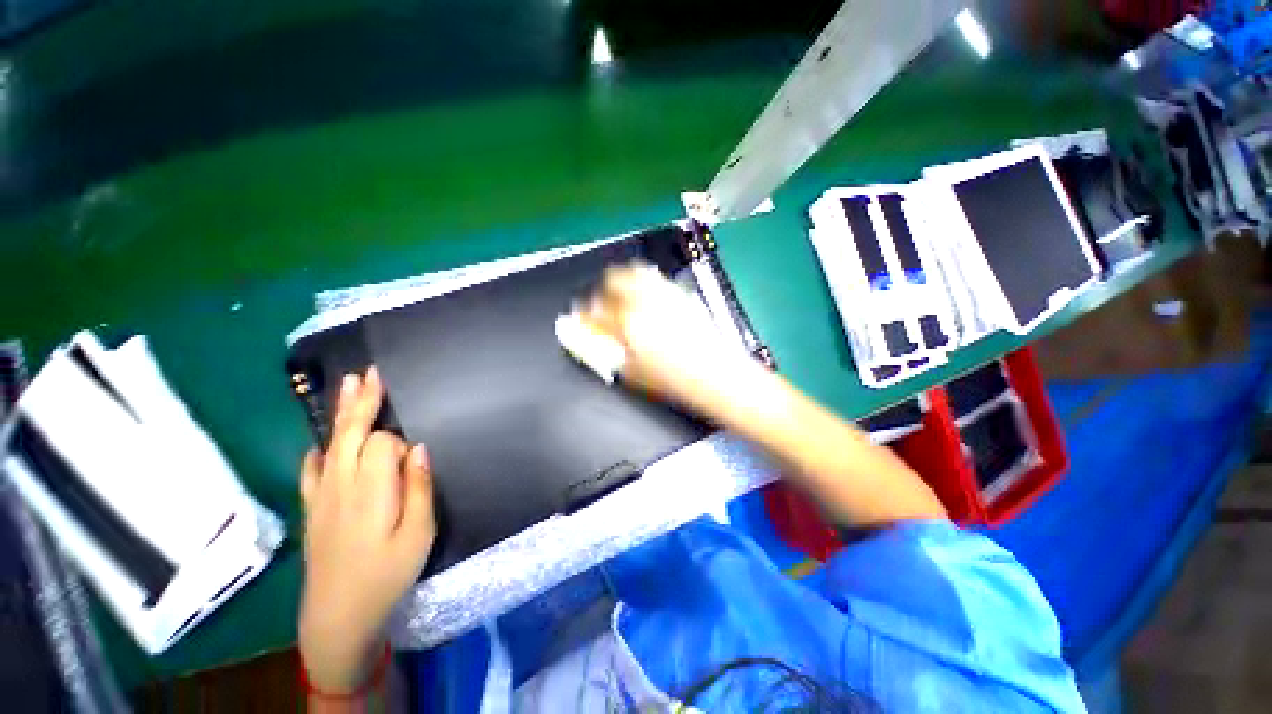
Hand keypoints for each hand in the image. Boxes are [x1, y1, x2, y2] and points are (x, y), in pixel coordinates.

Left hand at [297, 368, 435, 692]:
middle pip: (351, 433)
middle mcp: (340, 484)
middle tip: (371, 373)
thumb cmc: (386, 573)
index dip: (401, 443)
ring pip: (331, 444)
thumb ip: (420, 488)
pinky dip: (318, 450)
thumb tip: (420, 449)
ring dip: (341, 414)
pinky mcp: (313, 509)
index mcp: (370, 489)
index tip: (414, 461)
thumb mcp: (418, 534)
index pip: (384, 442)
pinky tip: (322, 443)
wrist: (337, 615)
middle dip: (363, 401)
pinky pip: (311, 470)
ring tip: (348, 385)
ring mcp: (322, 495)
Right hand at [581, 262, 753, 410]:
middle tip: (603, 302)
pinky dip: (646, 283)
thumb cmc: (674, 382)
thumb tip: (596, 343)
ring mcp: (666, 295)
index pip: (595, 310)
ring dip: (625, 280)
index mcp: (628, 325)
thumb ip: (609, 356)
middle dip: (603, 289)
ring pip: (637, 272)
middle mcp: (646, 302)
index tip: (583, 317)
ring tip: (624, 294)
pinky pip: (657, 279)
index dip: (584, 313)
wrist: (716, 376)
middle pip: (614, 279)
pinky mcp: (682, 295)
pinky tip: (649, 297)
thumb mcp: (633, 375)